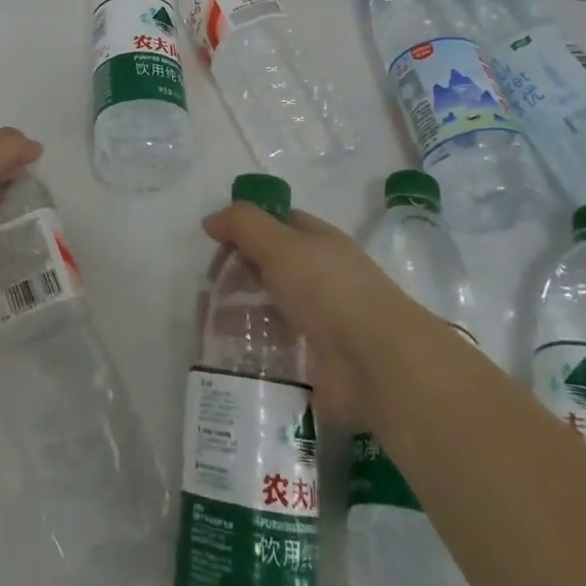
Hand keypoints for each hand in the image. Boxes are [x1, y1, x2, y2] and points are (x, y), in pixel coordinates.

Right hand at [201, 203, 412, 427]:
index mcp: (320, 242)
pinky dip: (256, 349)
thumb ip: (243, 225)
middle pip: (274, 266)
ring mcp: (323, 321)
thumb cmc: (328, 290)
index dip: (248, 227)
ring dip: (244, 314)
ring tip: (210, 324)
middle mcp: (323, 277)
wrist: (377, 363)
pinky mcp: (319, 362)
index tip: (215, 241)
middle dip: (241, 272)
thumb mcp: (280, 244)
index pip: (280, 223)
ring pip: (274, 309)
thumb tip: (211, 221)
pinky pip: (279, 349)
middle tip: (208, 286)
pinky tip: (230, 353)